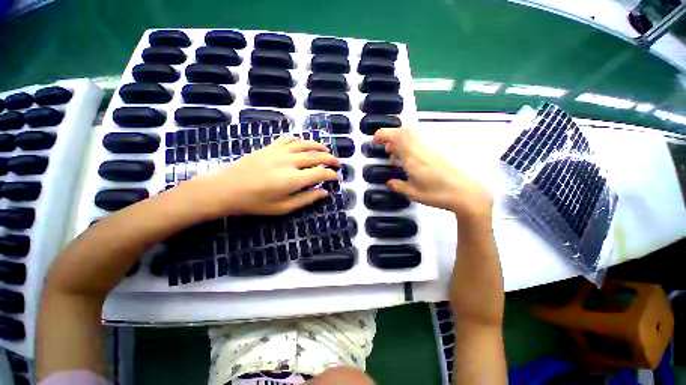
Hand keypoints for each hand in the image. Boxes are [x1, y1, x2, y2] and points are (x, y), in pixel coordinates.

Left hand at [187, 135, 340, 216]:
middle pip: (316, 156)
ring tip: (327, 150)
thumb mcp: (283, 208)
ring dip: (319, 146)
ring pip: (305, 144)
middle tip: (338, 163)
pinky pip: (289, 139)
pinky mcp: (270, 147)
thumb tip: (324, 192)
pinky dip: (300, 140)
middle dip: (331, 159)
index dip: (332, 175)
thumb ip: (306, 199)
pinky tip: (304, 143)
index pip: (321, 173)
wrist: (226, 189)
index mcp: (294, 179)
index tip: (337, 177)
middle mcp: (290, 161)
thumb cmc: (255, 202)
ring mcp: (279, 151)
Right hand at [373, 128, 492, 219]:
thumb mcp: (413, 194)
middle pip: (404, 131)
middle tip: (387, 151)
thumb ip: (398, 186)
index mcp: (413, 158)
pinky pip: (420, 140)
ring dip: (401, 139)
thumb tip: (389, 182)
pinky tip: (411, 158)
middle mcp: (421, 149)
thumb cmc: (437, 194)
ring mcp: (431, 148)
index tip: (375, 140)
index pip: (396, 138)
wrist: (466, 193)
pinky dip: (411, 144)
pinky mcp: (438, 150)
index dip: (383, 135)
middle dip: (391, 136)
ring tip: (397, 155)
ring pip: (413, 133)